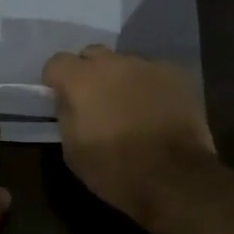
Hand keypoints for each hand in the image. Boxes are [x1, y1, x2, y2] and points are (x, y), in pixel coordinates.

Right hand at [42, 45, 215, 224]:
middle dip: (89, 73)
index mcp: (82, 80)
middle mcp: (114, 64)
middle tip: (96, 101)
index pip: (57, 62)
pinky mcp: (176, 75)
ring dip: (122, 80)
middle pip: (93, 54)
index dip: (56, 79)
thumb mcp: (73, 151)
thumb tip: (68, 101)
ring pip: (125, 64)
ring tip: (132, 109)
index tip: (61, 97)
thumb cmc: (115, 169)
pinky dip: (150, 88)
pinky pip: (154, 74)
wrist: (175, 178)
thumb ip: (66, 115)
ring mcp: (148, 66)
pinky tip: (157, 111)